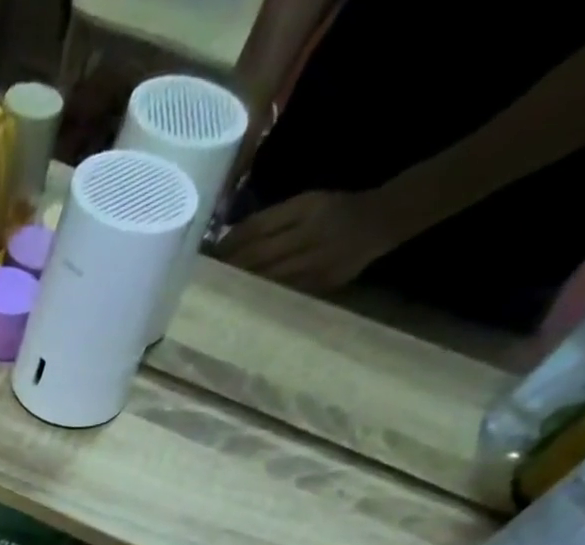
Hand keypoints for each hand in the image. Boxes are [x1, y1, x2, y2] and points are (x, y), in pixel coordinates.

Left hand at [215, 189, 407, 293]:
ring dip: (239, 286)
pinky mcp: (319, 283)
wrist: (381, 221)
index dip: (229, 243)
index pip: (256, 228)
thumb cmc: (335, 211)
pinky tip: (241, 301)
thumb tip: (229, 238)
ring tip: (215, 292)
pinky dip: (259, 297)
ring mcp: (315, 262)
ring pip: (266, 278)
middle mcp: (309, 234)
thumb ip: (272, 220)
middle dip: (228, 267)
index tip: (209, 254)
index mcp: (306, 208)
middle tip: (203, 278)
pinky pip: (281, 292)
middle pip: (257, 256)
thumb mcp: (307, 203)